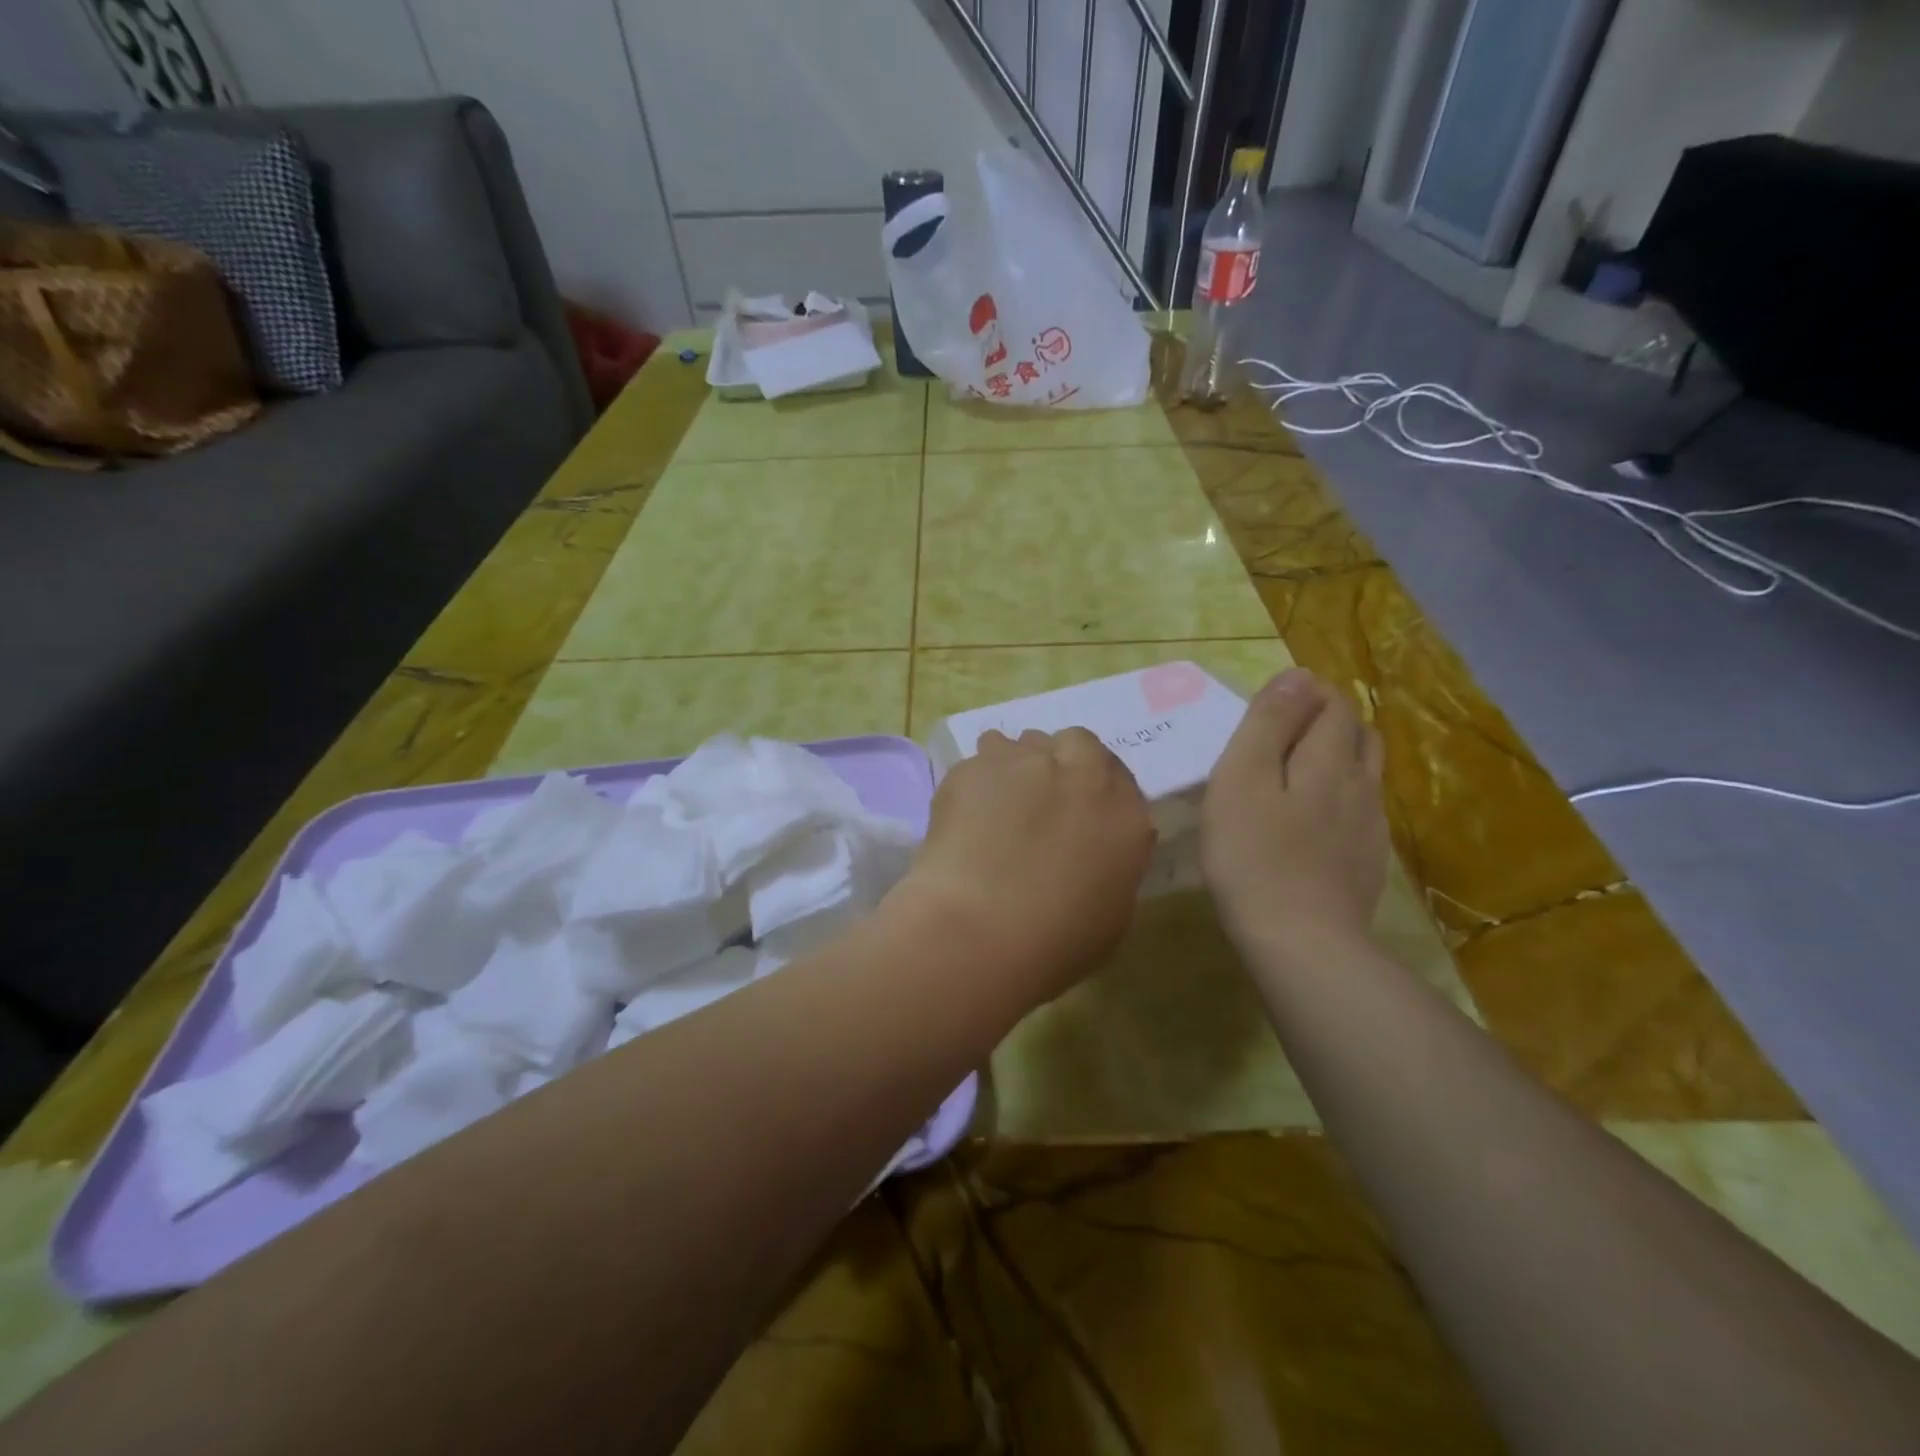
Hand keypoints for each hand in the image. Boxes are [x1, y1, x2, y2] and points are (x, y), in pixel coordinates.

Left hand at [891, 728, 1154, 1002]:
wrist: (978, 931)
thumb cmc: (1055, 943)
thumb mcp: (1111, 915)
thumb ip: (1111, 865)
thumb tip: (1093, 848)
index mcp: (1125, 813)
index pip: (1119, 778)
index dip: (1095, 790)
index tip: (1078, 811)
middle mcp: (1081, 773)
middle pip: (1077, 743)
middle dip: (1061, 761)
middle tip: (1039, 801)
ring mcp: (1025, 762)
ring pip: (1023, 743)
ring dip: (1016, 765)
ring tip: (995, 807)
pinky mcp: (974, 766)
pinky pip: (979, 762)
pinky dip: (975, 783)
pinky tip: (963, 818)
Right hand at [1202, 669, 1388, 951]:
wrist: (1300, 942)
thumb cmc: (1253, 854)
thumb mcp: (1241, 778)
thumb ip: (1268, 723)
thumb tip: (1297, 676)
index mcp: (1329, 759)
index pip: (1332, 704)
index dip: (1305, 695)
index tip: (1268, 710)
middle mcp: (1361, 785)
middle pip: (1357, 734)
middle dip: (1326, 721)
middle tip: (1279, 737)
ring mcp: (1370, 827)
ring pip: (1365, 773)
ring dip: (1338, 759)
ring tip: (1297, 775)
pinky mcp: (1368, 863)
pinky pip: (1362, 812)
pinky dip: (1341, 799)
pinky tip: (1314, 823)